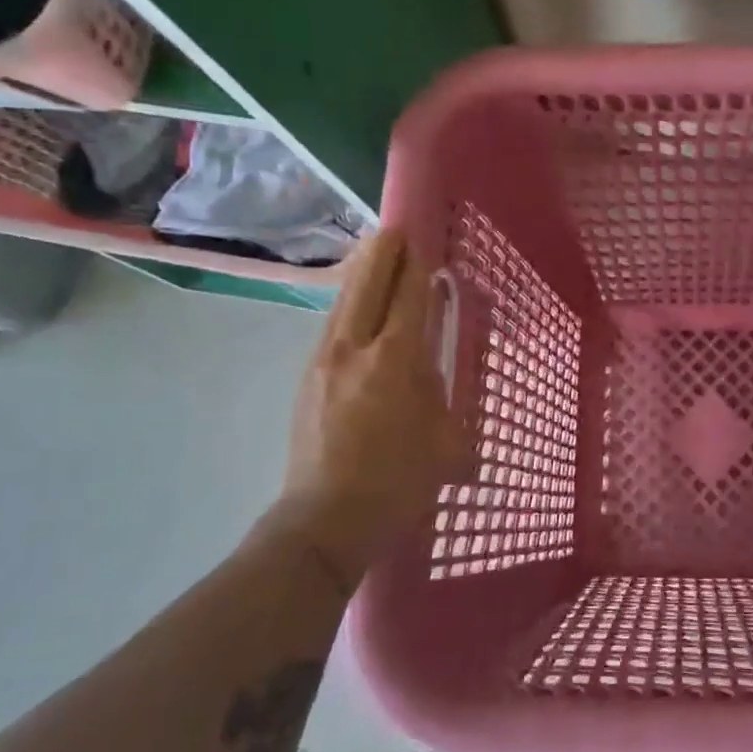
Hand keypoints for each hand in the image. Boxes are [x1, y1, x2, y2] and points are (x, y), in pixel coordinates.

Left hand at [276, 230, 470, 576]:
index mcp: (395, 361)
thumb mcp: (445, 440)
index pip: (408, 297)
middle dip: (383, 254)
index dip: (417, 265)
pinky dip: (348, 305)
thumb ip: (440, 395)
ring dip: (361, 276)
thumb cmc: (398, 482)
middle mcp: (354, 349)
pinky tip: (355, 308)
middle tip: (395, 231)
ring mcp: (323, 362)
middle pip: (367, 285)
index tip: (424, 238)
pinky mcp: (307, 379)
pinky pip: (331, 326)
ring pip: (343, 303)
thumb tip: (432, 371)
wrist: (325, 520)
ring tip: (375, 257)